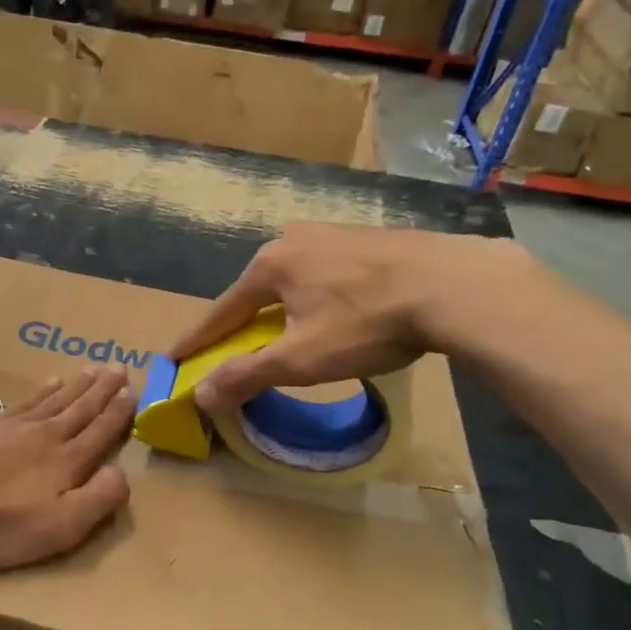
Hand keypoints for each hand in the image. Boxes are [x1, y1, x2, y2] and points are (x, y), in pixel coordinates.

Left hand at [0, 368, 135, 570]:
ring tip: (92, 369)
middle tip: (119, 367)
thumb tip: (122, 473)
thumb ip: (98, 499)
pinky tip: (48, 383)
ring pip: (55, 400)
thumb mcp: (60, 527)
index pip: (101, 431)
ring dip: (77, 385)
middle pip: (81, 408)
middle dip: (103, 389)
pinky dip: (42, 390)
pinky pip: (26, 401)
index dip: (119, 413)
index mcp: (68, 461)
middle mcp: (46, 435)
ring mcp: (14, 427)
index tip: (134, 391)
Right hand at [169, 223, 531, 411]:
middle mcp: (294, 239)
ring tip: (287, 331)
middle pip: (257, 291)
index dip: (198, 339)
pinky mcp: (370, 238)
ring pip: (295, 279)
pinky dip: (318, 296)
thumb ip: (247, 374)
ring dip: (283, 307)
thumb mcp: (300, 358)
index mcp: (270, 264)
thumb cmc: (367, 323)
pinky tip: (336, 310)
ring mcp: (335, 234)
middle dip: (243, 321)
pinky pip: (328, 272)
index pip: (221, 310)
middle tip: (234, 348)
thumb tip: (200, 395)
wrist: (456, 285)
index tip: (174, 357)